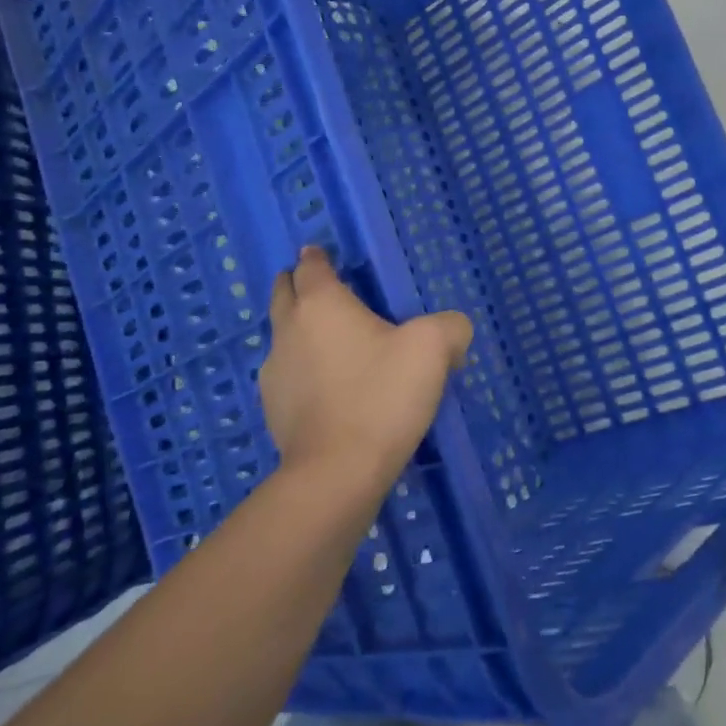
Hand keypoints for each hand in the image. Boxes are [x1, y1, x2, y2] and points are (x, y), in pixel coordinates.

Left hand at [260, 248, 472, 505]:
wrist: (338, 472)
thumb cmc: (382, 395)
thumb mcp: (433, 349)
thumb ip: (450, 327)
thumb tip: (453, 330)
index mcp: (321, 303)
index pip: (311, 265)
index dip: (318, 255)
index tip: (323, 253)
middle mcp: (288, 329)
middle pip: (283, 292)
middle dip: (298, 284)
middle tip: (323, 288)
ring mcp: (274, 371)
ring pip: (282, 334)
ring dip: (300, 329)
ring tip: (332, 341)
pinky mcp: (272, 409)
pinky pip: (287, 373)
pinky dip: (303, 369)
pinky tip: (330, 387)